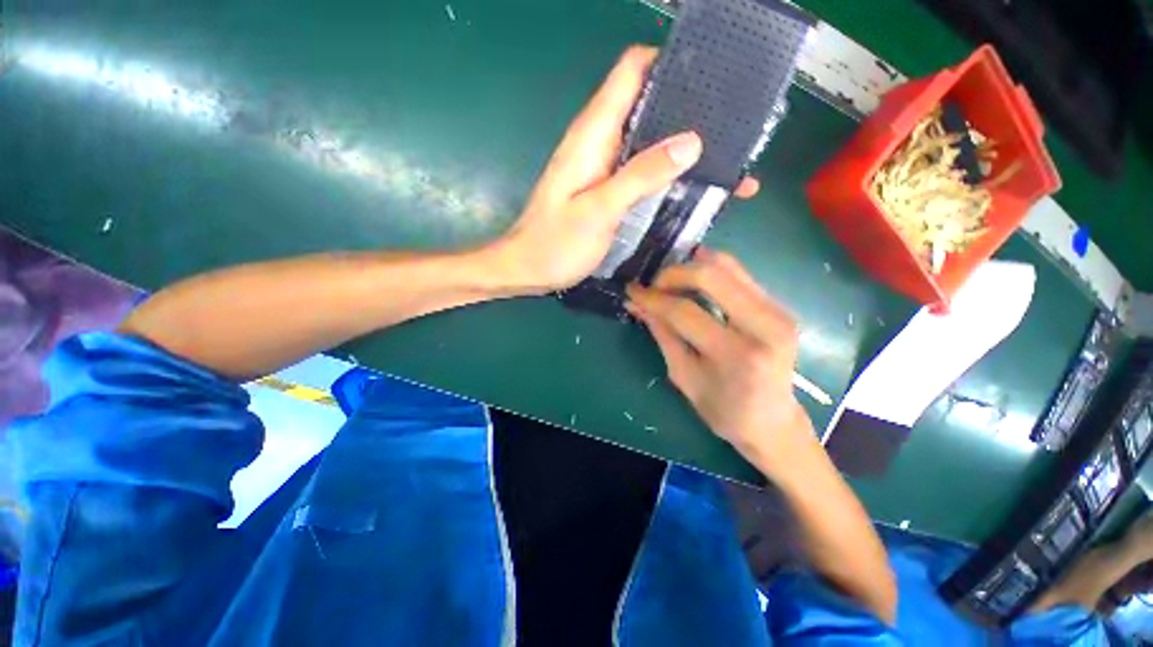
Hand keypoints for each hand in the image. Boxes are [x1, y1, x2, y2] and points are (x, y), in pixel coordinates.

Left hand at [491, 46, 757, 293]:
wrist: (528, 270)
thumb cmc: (555, 243)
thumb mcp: (598, 211)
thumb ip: (640, 176)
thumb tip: (691, 142)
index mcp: (593, 135)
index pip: (631, 71)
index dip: (668, 63)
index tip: (710, 74)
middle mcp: (600, 143)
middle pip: (647, 104)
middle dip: (687, 108)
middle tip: (732, 124)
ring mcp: (604, 167)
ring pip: (648, 140)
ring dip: (681, 145)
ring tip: (727, 157)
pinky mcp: (607, 190)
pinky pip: (641, 170)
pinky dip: (666, 172)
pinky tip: (692, 185)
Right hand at [626, 249, 817, 477]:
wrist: (773, 422)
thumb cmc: (723, 411)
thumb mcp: (684, 377)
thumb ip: (662, 335)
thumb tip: (637, 303)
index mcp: (737, 355)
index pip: (685, 311)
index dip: (653, 298)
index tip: (632, 291)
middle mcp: (765, 326)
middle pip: (712, 275)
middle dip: (673, 273)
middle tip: (653, 285)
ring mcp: (778, 311)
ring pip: (728, 264)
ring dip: (691, 266)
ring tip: (668, 281)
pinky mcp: (779, 305)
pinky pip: (738, 273)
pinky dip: (709, 270)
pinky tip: (691, 279)